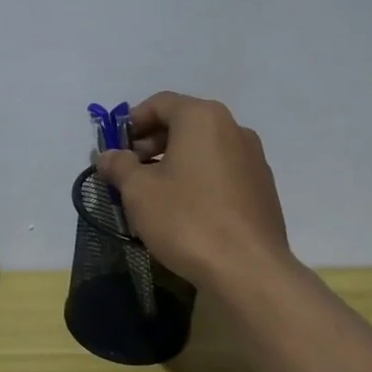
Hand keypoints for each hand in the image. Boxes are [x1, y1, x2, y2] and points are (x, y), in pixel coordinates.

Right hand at [94, 92, 291, 289]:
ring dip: (175, 162)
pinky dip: (198, 178)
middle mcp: (234, 128)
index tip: (116, 148)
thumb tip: (108, 155)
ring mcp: (253, 158)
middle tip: (130, 171)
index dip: (132, 122)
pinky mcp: (262, 188)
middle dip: (152, 143)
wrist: (247, 268)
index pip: (160, 103)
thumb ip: (119, 166)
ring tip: (154, 193)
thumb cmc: (186, 219)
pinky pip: (221, 171)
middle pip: (184, 123)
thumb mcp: (139, 192)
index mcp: (203, 118)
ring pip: (204, 149)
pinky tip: (185, 210)